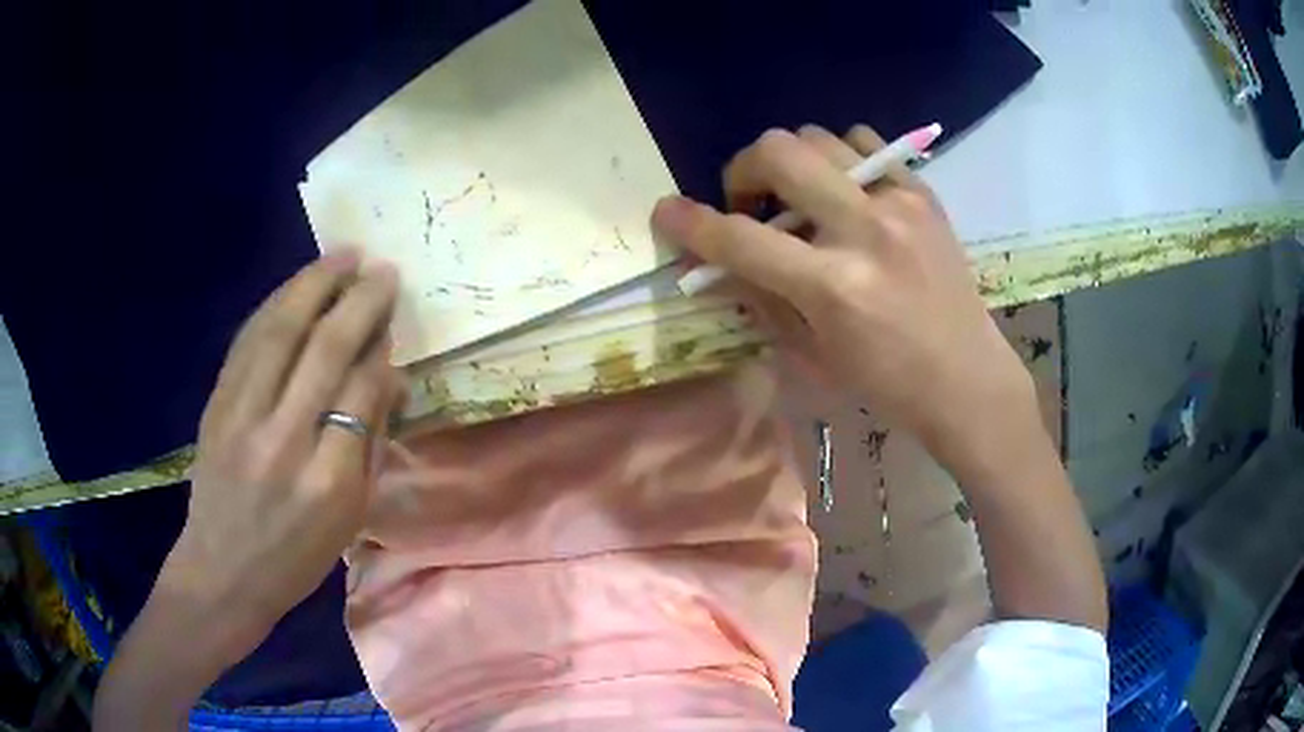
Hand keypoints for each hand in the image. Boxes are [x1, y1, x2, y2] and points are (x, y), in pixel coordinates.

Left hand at [164, 253, 403, 645]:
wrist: (222, 572)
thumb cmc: (296, 558)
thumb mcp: (349, 519)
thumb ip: (371, 446)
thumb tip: (389, 379)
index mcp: (328, 482)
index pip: (361, 393)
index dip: (380, 349)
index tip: (392, 320)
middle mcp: (284, 440)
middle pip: (325, 351)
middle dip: (359, 301)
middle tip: (381, 269)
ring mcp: (242, 418)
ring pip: (281, 332)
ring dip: (314, 285)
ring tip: (343, 255)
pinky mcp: (216, 405)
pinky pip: (248, 342)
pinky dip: (275, 306)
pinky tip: (296, 287)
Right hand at [651, 125, 1033, 465]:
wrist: (967, 377)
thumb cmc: (887, 383)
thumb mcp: (812, 355)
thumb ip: (762, 297)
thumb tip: (721, 259)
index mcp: (833, 287)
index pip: (741, 239)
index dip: (690, 222)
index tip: (667, 212)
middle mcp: (865, 231)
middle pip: (779, 152)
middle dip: (743, 170)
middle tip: (749, 203)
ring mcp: (900, 203)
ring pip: (819, 137)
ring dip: (792, 162)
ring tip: (801, 198)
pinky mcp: (924, 193)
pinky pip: (865, 144)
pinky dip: (839, 159)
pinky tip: (844, 191)